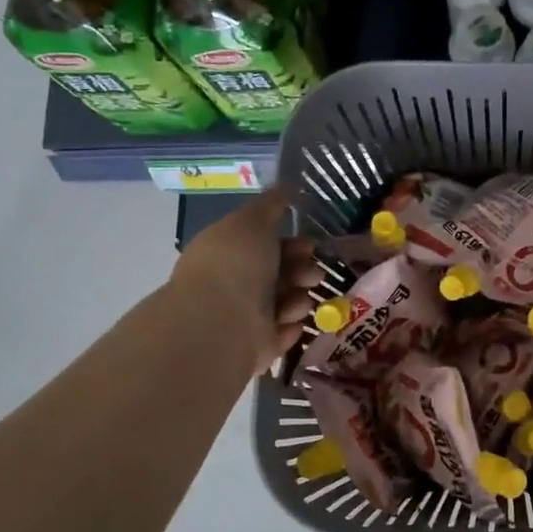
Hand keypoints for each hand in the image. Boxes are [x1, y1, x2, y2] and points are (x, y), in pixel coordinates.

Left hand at [169, 189, 324, 374]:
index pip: (267, 246)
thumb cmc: (235, 265)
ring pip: (288, 303)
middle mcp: (235, 284)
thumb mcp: (252, 221)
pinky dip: (291, 326)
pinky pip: (286, 332)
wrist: (220, 323)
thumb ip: (270, 205)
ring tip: (297, 303)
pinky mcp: (258, 346)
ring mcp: (245, 317)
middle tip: (312, 275)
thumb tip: (285, 185)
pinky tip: (289, 323)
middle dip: (303, 271)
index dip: (293, 243)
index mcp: (229, 253)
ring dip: (299, 299)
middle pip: (282, 274)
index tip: (310, 245)